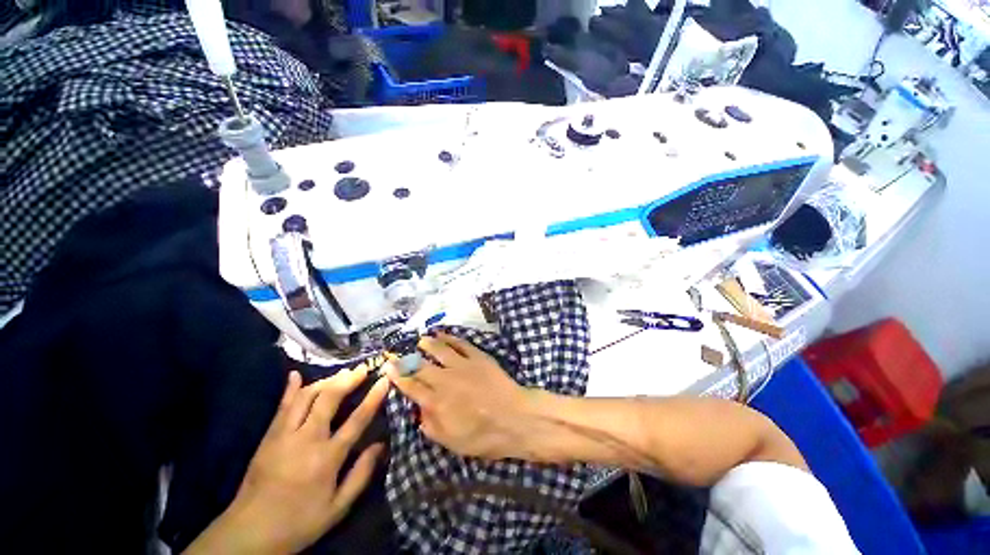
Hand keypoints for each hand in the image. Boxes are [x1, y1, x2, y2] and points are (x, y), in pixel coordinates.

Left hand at [186, 367, 387, 554]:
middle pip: (329, 399)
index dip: (373, 397)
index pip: (356, 420)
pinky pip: (281, 406)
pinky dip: (290, 389)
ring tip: (342, 374)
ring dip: (326, 381)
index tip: (384, 380)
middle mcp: (306, 439)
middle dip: (348, 380)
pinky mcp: (268, 436)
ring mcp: (283, 435)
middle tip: (363, 369)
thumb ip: (361, 475)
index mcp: (326, 458)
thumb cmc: (299, 522)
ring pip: (306, 397)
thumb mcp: (337, 508)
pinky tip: (296, 375)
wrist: (249, 533)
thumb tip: (381, 445)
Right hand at [385, 332, 540, 459]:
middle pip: (421, 366)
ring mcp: (462, 365)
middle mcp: (445, 379)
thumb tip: (418, 411)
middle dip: (407, 360)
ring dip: (428, 344)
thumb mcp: (452, 442)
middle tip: (397, 353)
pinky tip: (443, 334)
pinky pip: (460, 343)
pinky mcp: (478, 356)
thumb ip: (431, 426)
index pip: (411, 386)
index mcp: (437, 402)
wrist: (515, 418)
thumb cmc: (484, 436)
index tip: (388, 368)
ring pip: (439, 350)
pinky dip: (450, 337)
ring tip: (420, 340)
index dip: (398, 376)